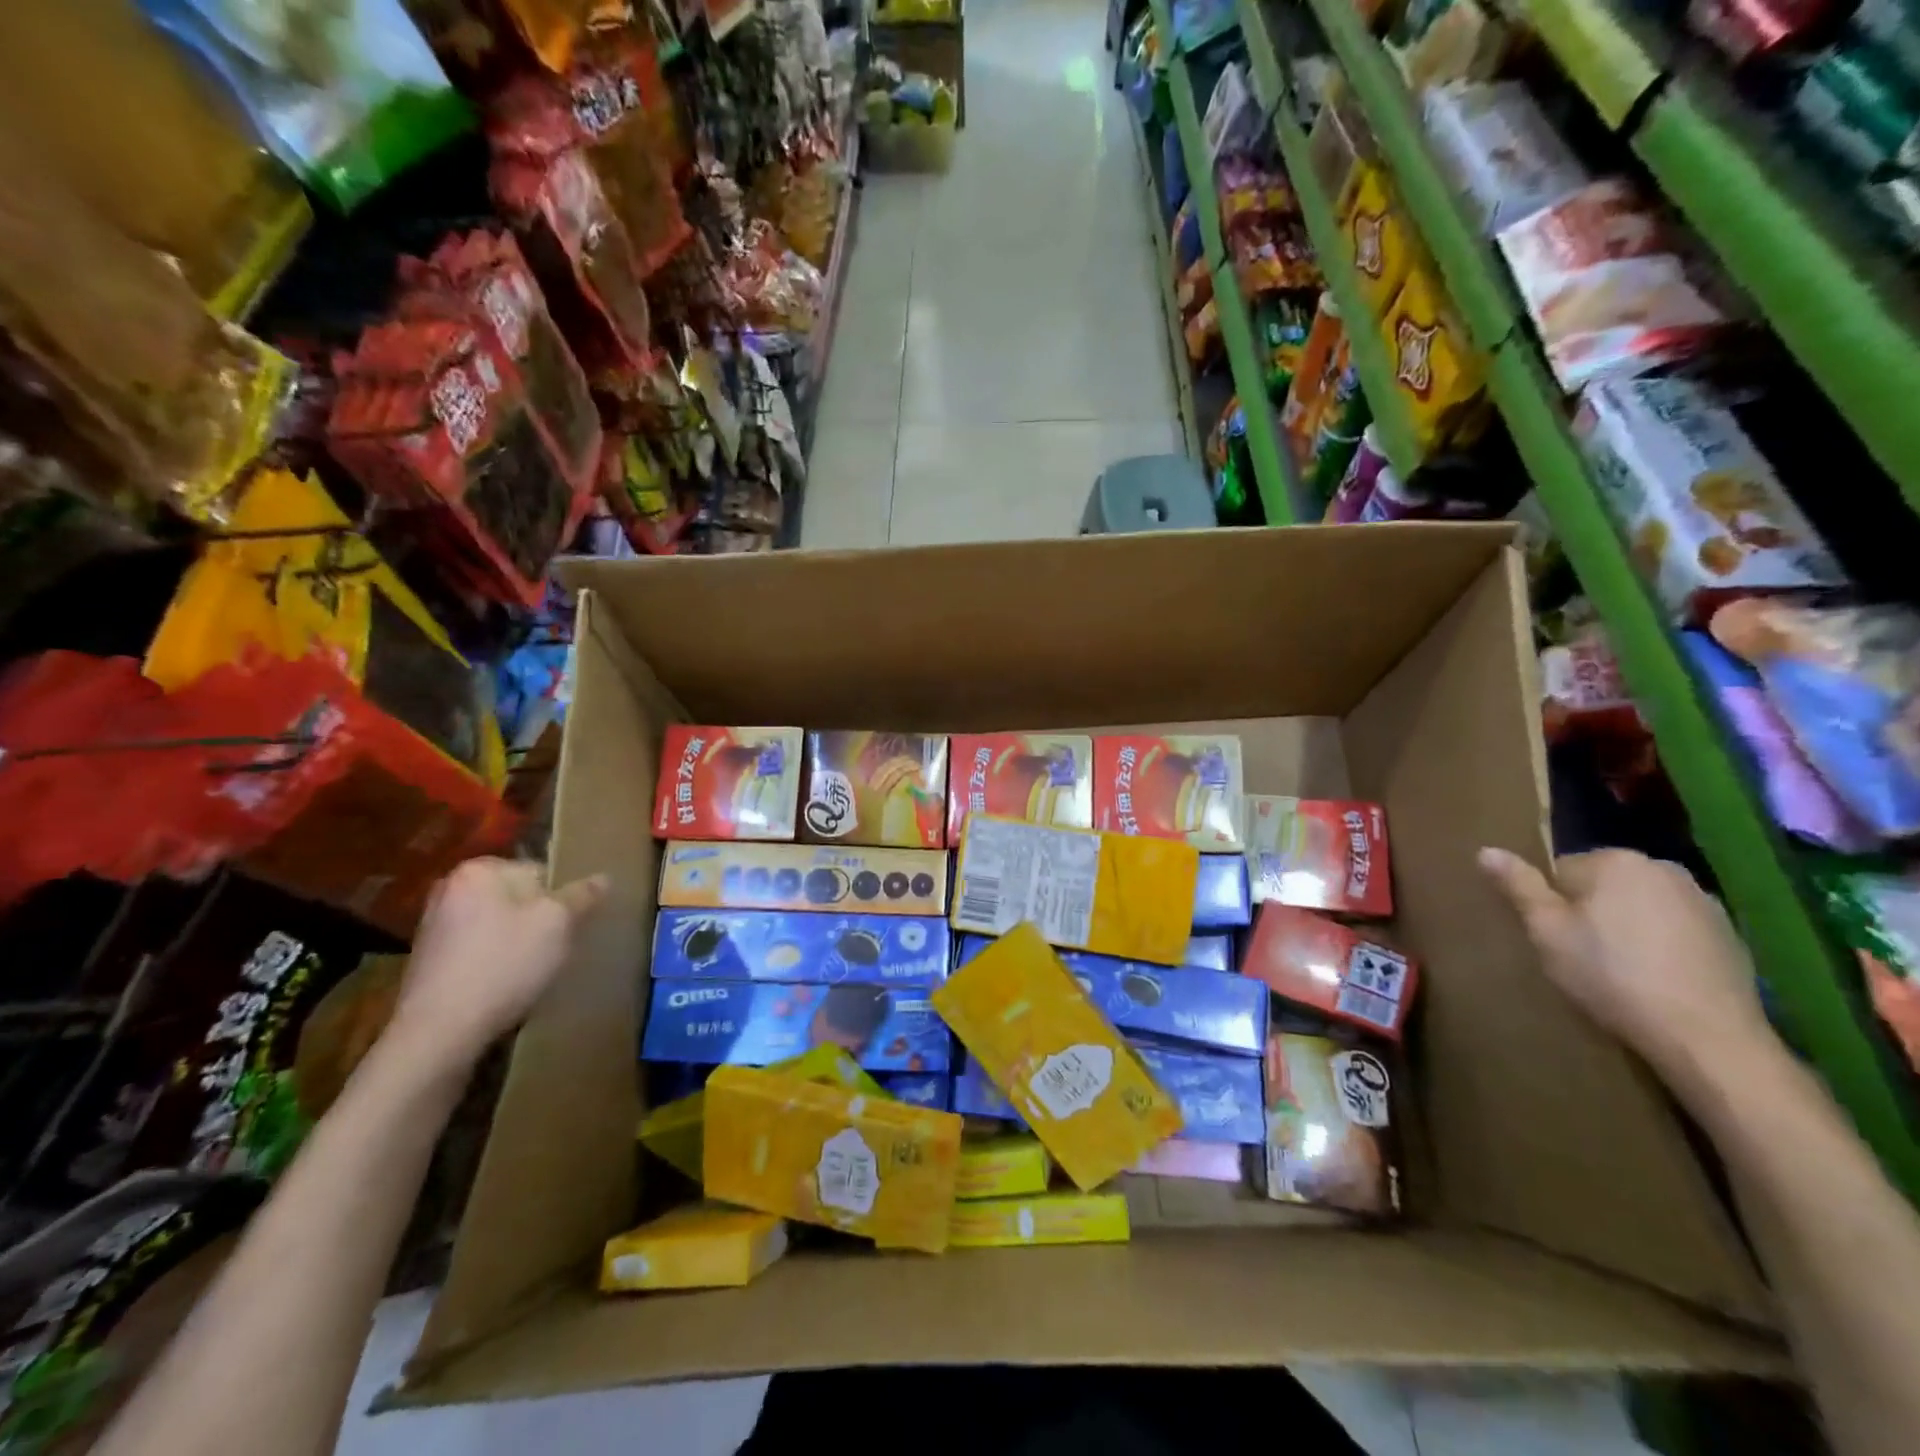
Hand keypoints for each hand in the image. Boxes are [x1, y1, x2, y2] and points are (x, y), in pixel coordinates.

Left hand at [387, 857, 605, 1072]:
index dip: (560, 899)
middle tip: (553, 948)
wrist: (440, 1031)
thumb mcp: (558, 923)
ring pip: (498, 924)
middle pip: (517, 898)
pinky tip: (504, 985)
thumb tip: (602, 878)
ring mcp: (433, 926)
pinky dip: (494, 961)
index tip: (568, 927)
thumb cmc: (504, 964)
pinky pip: (478, 949)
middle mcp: (449, 889)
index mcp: (478, 870)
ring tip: (531, 970)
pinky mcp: (428, 960)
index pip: (539, 872)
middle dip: (538, 920)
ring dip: (517, 942)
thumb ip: (583, 896)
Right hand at [1478, 847, 1770, 1086]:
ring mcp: (1704, 901)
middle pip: (1603, 885)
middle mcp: (1662, 869)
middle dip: (1590, 912)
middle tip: (1583, 955)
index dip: (1551, 905)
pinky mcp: (1730, 935)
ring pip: (1639, 906)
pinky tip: (1656, 979)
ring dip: (1625, 927)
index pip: (1561, 870)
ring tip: (1620, 970)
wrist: (1706, 1036)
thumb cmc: (1612, 975)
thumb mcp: (1547, 931)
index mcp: (1615, 861)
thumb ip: (1518, 886)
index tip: (1557, 938)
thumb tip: (1487, 850)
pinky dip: (1661, 945)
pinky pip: (1674, 929)